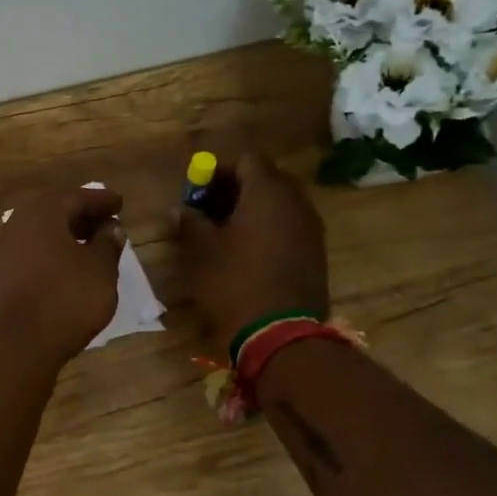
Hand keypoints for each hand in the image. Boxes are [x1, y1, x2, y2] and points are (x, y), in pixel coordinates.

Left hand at [0, 186, 125, 368]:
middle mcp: (16, 225)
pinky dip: (48, 254)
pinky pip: (28, 254)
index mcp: (42, 214)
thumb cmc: (65, 300)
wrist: (15, 345)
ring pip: (38, 233)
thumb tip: (110, 228)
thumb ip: (107, 244)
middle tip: (104, 222)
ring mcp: (1, 251)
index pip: (75, 196)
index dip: (100, 200)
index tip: (119, 204)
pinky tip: (64, 268)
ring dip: (63, 235)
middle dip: (80, 215)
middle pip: (52, 212)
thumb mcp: (100, 270)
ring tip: (88, 246)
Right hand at [174, 152, 329, 346]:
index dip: (218, 168)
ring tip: (224, 230)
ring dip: (252, 207)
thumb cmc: (234, 284)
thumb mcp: (200, 252)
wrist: (280, 336)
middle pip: (266, 177)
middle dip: (235, 186)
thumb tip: (181, 209)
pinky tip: (246, 250)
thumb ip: (190, 222)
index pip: (246, 159)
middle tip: (208, 206)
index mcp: (268, 193)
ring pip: (280, 202)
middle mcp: (296, 203)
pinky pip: (289, 225)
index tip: (196, 189)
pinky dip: (267, 227)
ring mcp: (311, 229)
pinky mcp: (315, 253)